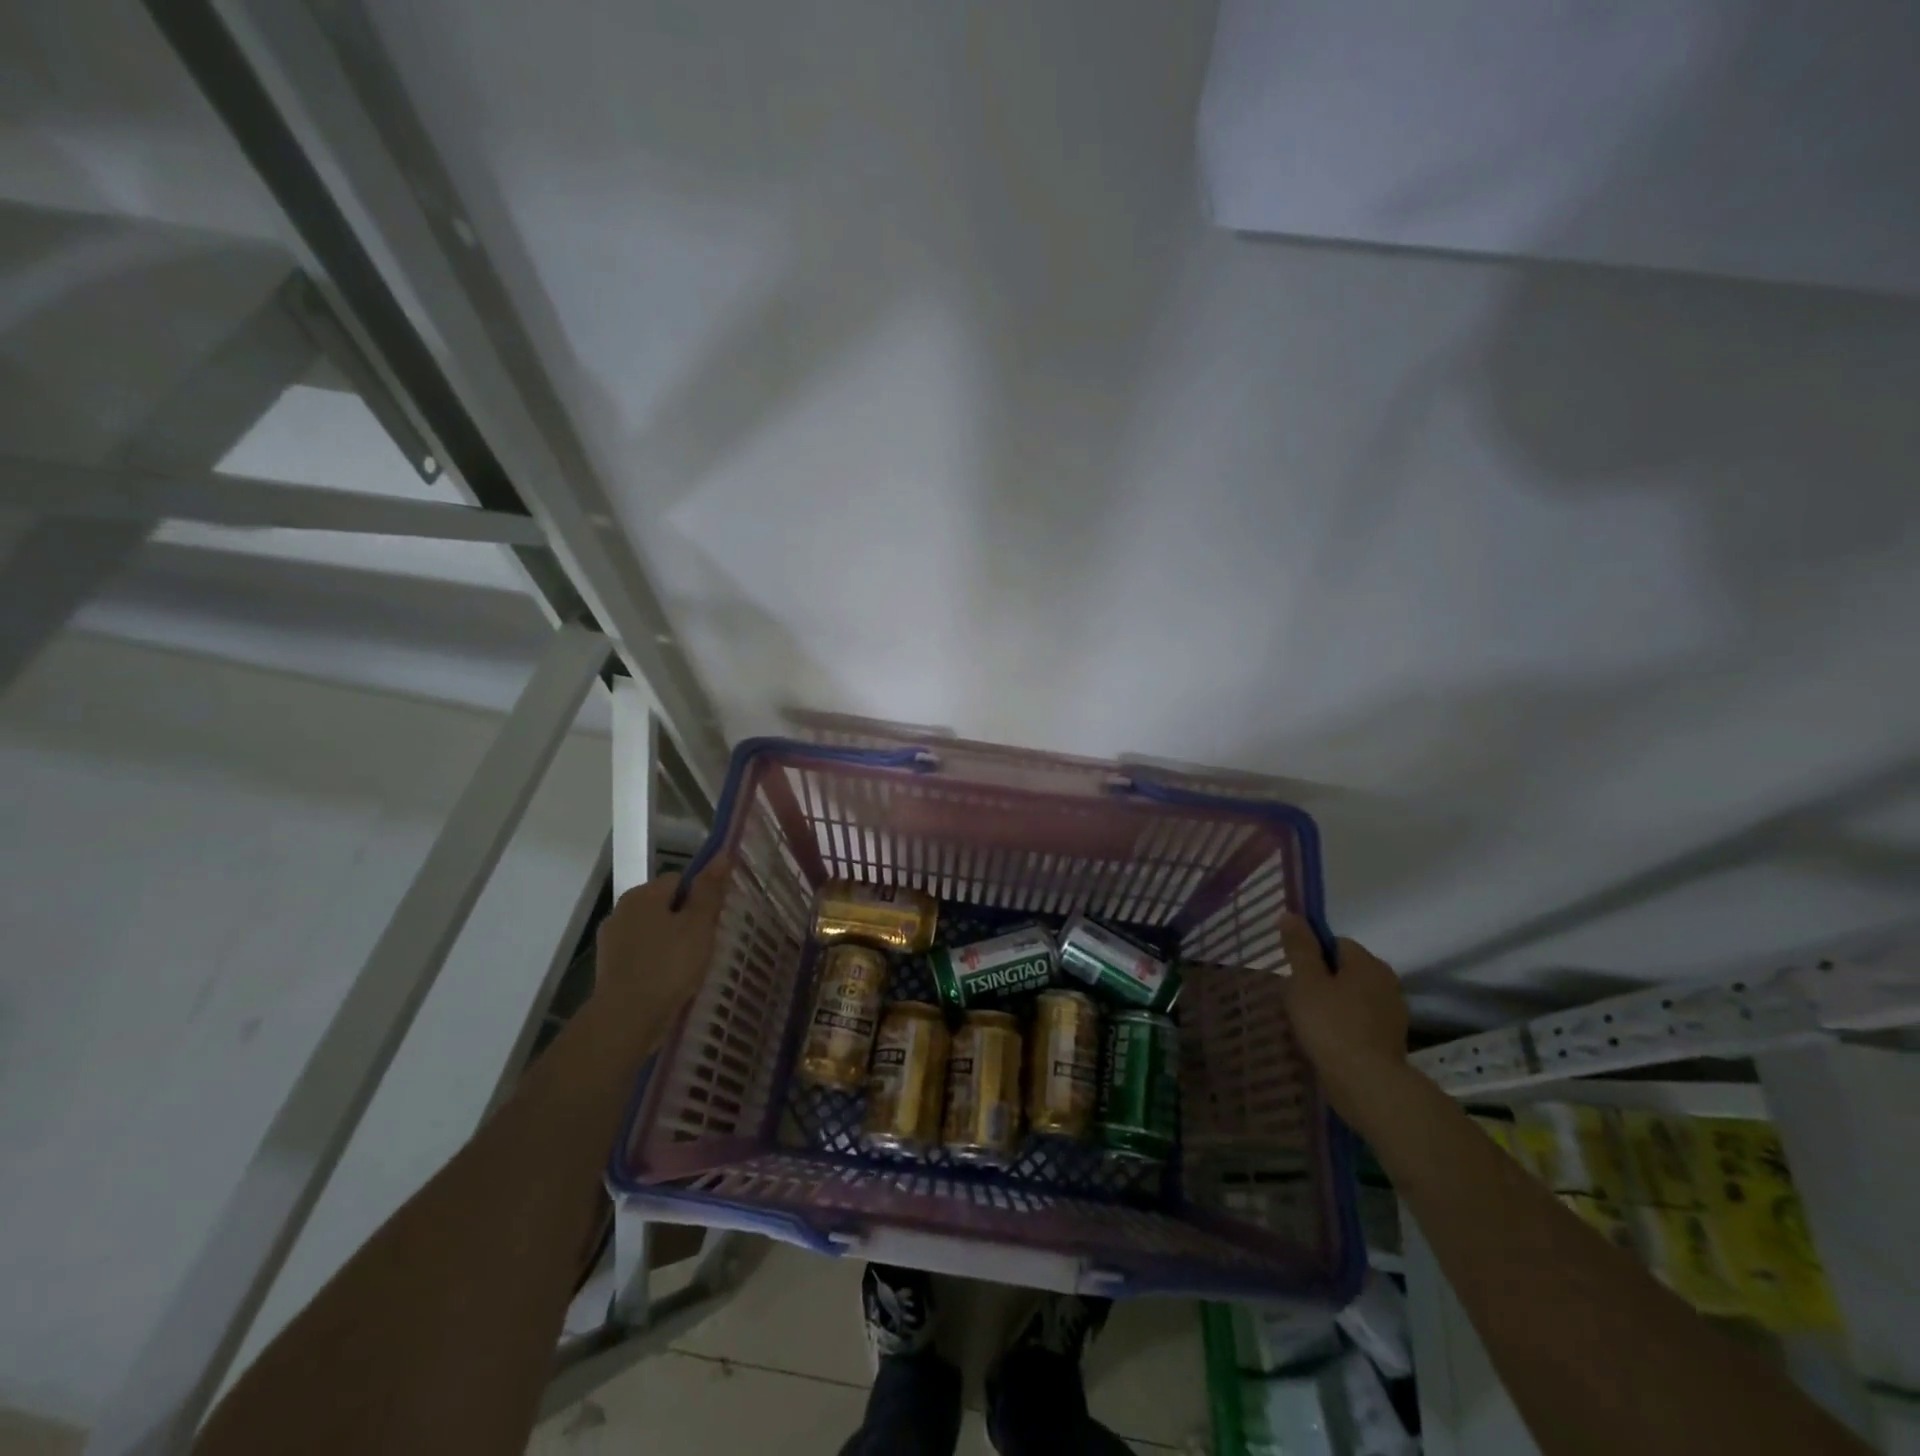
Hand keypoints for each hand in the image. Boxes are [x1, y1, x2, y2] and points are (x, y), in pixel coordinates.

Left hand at [593, 860, 731, 1033]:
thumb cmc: (668, 965)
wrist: (626, 1019)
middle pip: (664, 904)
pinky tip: (669, 981)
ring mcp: (611, 940)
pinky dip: (655, 962)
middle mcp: (621, 910)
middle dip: (684, 920)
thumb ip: (709, 889)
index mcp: (643, 894)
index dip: (699, 897)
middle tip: (704, 945)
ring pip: (652, 930)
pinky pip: (641, 954)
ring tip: (689, 967)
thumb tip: (722, 854)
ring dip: (670, 942)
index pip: (679, 879)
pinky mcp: (608, 967)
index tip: (712, 921)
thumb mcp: (698, 924)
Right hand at [1278, 913, 1408, 1120]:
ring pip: (1353, 997)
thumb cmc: (1331, 1024)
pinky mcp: (1391, 1040)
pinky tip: (1327, 1040)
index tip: (1296, 975)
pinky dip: (1345, 1026)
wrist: (1366, 1084)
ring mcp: (1392, 1013)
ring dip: (1333, 1004)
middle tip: (1299, 1000)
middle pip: (1345, 970)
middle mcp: (1387, 982)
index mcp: (1368, 962)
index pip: (1335, 943)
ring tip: (1310, 1023)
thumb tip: (1291, 914)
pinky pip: (1361, 1021)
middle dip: (1322, 981)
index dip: (1312, 955)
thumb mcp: (1305, 981)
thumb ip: (1299, 947)